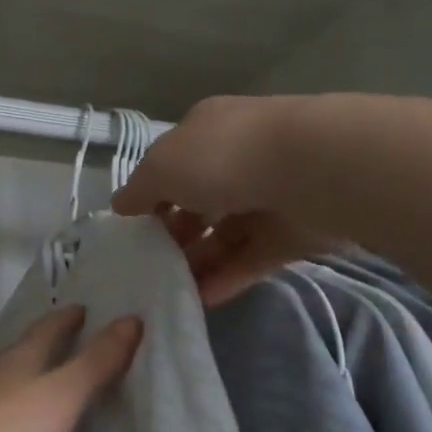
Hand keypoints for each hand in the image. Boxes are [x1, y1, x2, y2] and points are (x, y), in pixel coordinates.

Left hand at [0, 306, 142, 431]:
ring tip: (34, 378)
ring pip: (0, 377)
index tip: (82, 308)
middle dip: (42, 342)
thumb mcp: (62, 395)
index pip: (49, 329)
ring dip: (19, 373)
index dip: (67, 319)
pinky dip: (2, 406)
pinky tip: (2, 422)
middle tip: (62, 337)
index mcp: (23, 358)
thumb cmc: (5, 425)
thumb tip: (132, 319)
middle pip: (21, 349)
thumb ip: (96, 363)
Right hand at [112, 95, 336, 305]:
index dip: (151, 196)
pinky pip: (253, 257)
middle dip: (175, 234)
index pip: (172, 165)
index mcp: (206, 132)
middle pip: (199, 202)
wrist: (311, 170)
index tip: (134, 230)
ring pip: (226, 234)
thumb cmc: (223, 157)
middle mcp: (237, 159)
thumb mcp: (162, 166)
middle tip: (152, 265)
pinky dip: (229, 277)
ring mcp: (268, 196)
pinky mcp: (293, 233)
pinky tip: (204, 299)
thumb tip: (120, 205)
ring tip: (173, 291)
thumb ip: (139, 189)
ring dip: (199, 261)